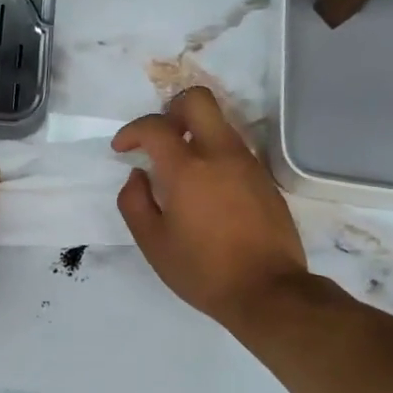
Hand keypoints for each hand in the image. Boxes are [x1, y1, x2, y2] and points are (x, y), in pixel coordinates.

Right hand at [113, 87, 307, 331]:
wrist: (268, 291)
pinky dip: (214, 155)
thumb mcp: (153, 243)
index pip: (155, 126)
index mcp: (188, 169)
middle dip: (171, 110)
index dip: (132, 131)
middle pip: (197, 100)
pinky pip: (234, 149)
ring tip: (180, 170)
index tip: (123, 150)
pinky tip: (206, 191)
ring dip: (194, 134)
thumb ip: (134, 202)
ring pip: (219, 123)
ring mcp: (248, 164)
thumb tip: (138, 176)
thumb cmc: (203, 271)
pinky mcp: (264, 179)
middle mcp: (221, 154)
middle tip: (159, 141)